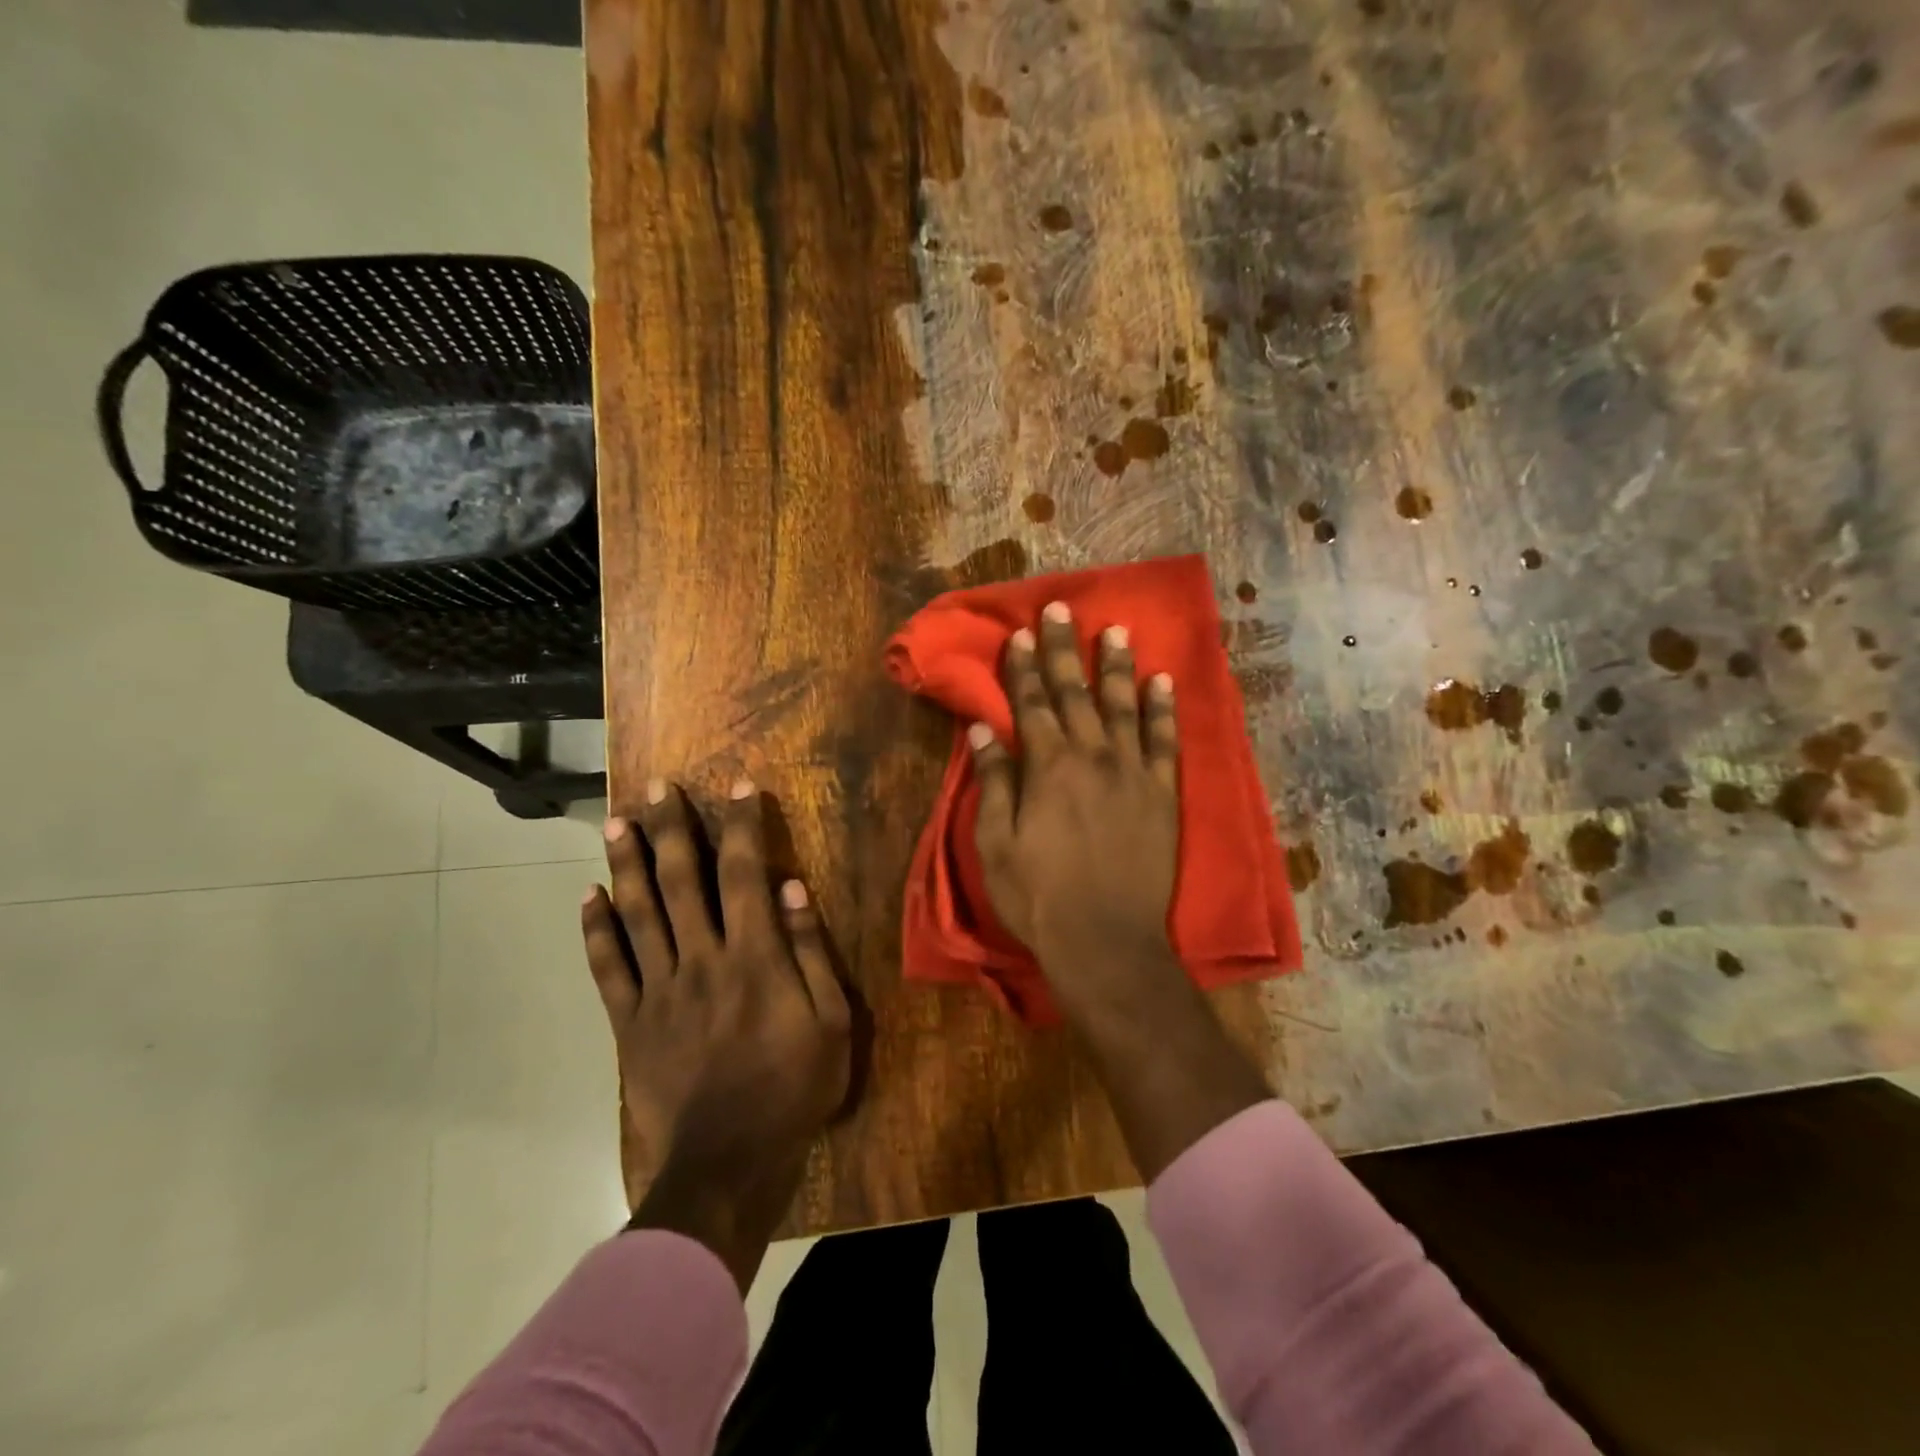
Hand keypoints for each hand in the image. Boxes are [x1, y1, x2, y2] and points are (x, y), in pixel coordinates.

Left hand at [582, 779, 848, 1286]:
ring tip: (617, 822)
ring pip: (637, 914)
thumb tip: (793, 888)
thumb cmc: (793, 1088)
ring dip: (627, 864)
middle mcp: (702, 959)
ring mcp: (659, 990)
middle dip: (673, 829)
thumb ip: (809, 952)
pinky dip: (595, 930)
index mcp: (754, 957)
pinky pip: (607, 968)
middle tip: (659, 788)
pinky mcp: (630, 1022)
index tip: (737, 787)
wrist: (728, 1162)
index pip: (744, 874)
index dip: (741, 826)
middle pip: (682, 881)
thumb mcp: (830, 1022)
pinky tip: (588, 896)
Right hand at [970, 601, 1180, 1003]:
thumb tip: (984, 729)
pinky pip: (1165, 741)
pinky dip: (1163, 710)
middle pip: (1075, 692)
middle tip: (1061, 610)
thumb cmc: (1040, 896)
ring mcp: (1133, 772)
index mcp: (1048, 767)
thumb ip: (994, 782)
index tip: (1021, 634)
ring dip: (1116, 666)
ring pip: (1124, 705)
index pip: (1031, 704)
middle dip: (1064, 649)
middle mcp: (1092, 756)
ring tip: (1115, 630)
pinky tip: (1163, 682)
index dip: (1024, 667)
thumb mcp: (997, 844)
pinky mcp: (1163, 794)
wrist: (1107, 942)